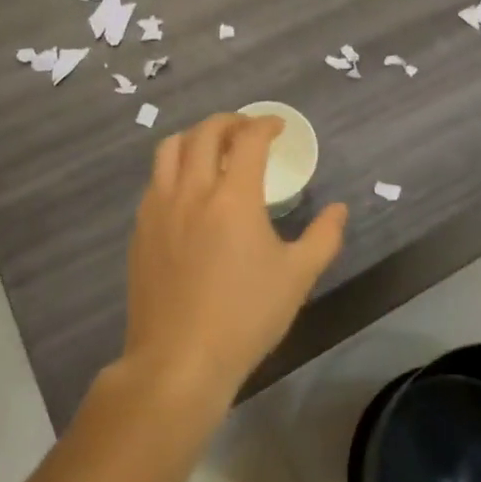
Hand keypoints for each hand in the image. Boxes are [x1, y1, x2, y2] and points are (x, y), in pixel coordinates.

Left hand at [122, 114, 348, 410]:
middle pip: (205, 133)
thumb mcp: (297, 277)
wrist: (179, 360)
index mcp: (233, 197)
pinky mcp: (140, 230)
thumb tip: (339, 209)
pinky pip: (155, 180)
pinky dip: (174, 167)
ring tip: (213, 148)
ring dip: (195, 137)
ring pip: (170, 149)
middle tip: (248, 130)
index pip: (248, 140)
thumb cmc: (245, 317)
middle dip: (230, 121)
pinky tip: (188, 189)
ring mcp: (159, 209)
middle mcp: (192, 191)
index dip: (265, 124)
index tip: (279, 127)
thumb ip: (323, 237)